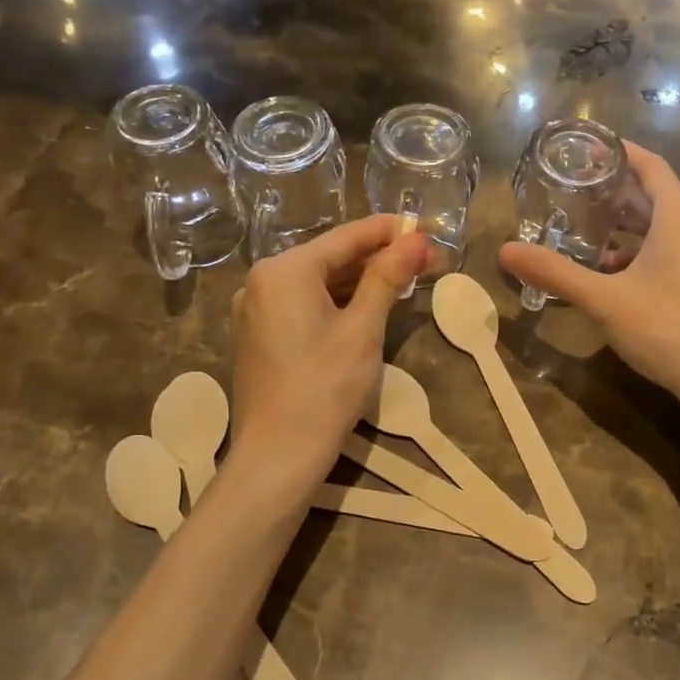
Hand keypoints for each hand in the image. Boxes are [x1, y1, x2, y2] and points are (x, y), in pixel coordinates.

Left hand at [230, 214, 427, 484]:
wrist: (278, 454)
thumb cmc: (325, 388)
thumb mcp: (363, 329)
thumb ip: (387, 277)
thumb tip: (415, 238)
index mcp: (284, 270)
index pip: (346, 237)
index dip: (388, 231)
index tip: (423, 226)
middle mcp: (262, 280)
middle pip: (329, 257)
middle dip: (376, 257)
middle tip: (423, 258)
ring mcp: (255, 308)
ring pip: (316, 281)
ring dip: (358, 280)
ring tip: (403, 279)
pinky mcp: (258, 333)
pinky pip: (302, 303)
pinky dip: (335, 301)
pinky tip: (366, 305)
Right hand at [498, 144, 679, 422]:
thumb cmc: (669, 330)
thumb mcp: (604, 301)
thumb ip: (555, 273)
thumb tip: (505, 251)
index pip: (650, 165)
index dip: (620, 153)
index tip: (589, 151)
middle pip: (659, 197)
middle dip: (619, 196)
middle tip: (578, 198)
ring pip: (672, 228)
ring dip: (634, 230)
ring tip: (594, 241)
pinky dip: (653, 252)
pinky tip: (628, 279)